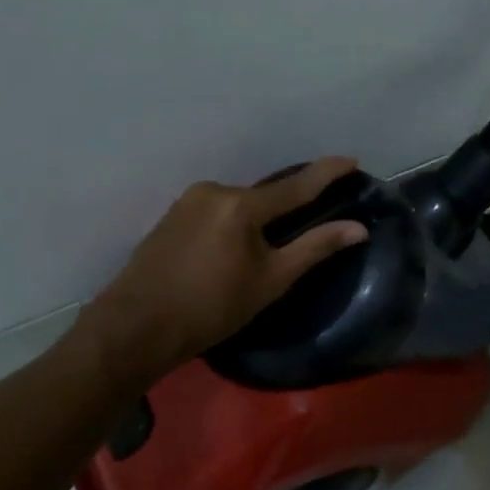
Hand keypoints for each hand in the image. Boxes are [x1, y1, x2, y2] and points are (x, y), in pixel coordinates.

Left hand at [77, 156, 368, 387]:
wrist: (133, 329)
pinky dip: (234, 223)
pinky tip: (232, 250)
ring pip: (240, 204)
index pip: (297, 185)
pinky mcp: (171, 216)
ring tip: (264, 249)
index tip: (352, 160)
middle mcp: (214, 191)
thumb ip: (315, 248)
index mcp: (241, 205)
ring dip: (258, 218)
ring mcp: (188, 201)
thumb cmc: (210, 308)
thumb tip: (357, 228)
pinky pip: (217, 211)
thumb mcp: (271, 281)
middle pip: (266, 195)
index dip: (327, 172)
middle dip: (288, 207)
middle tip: (307, 225)